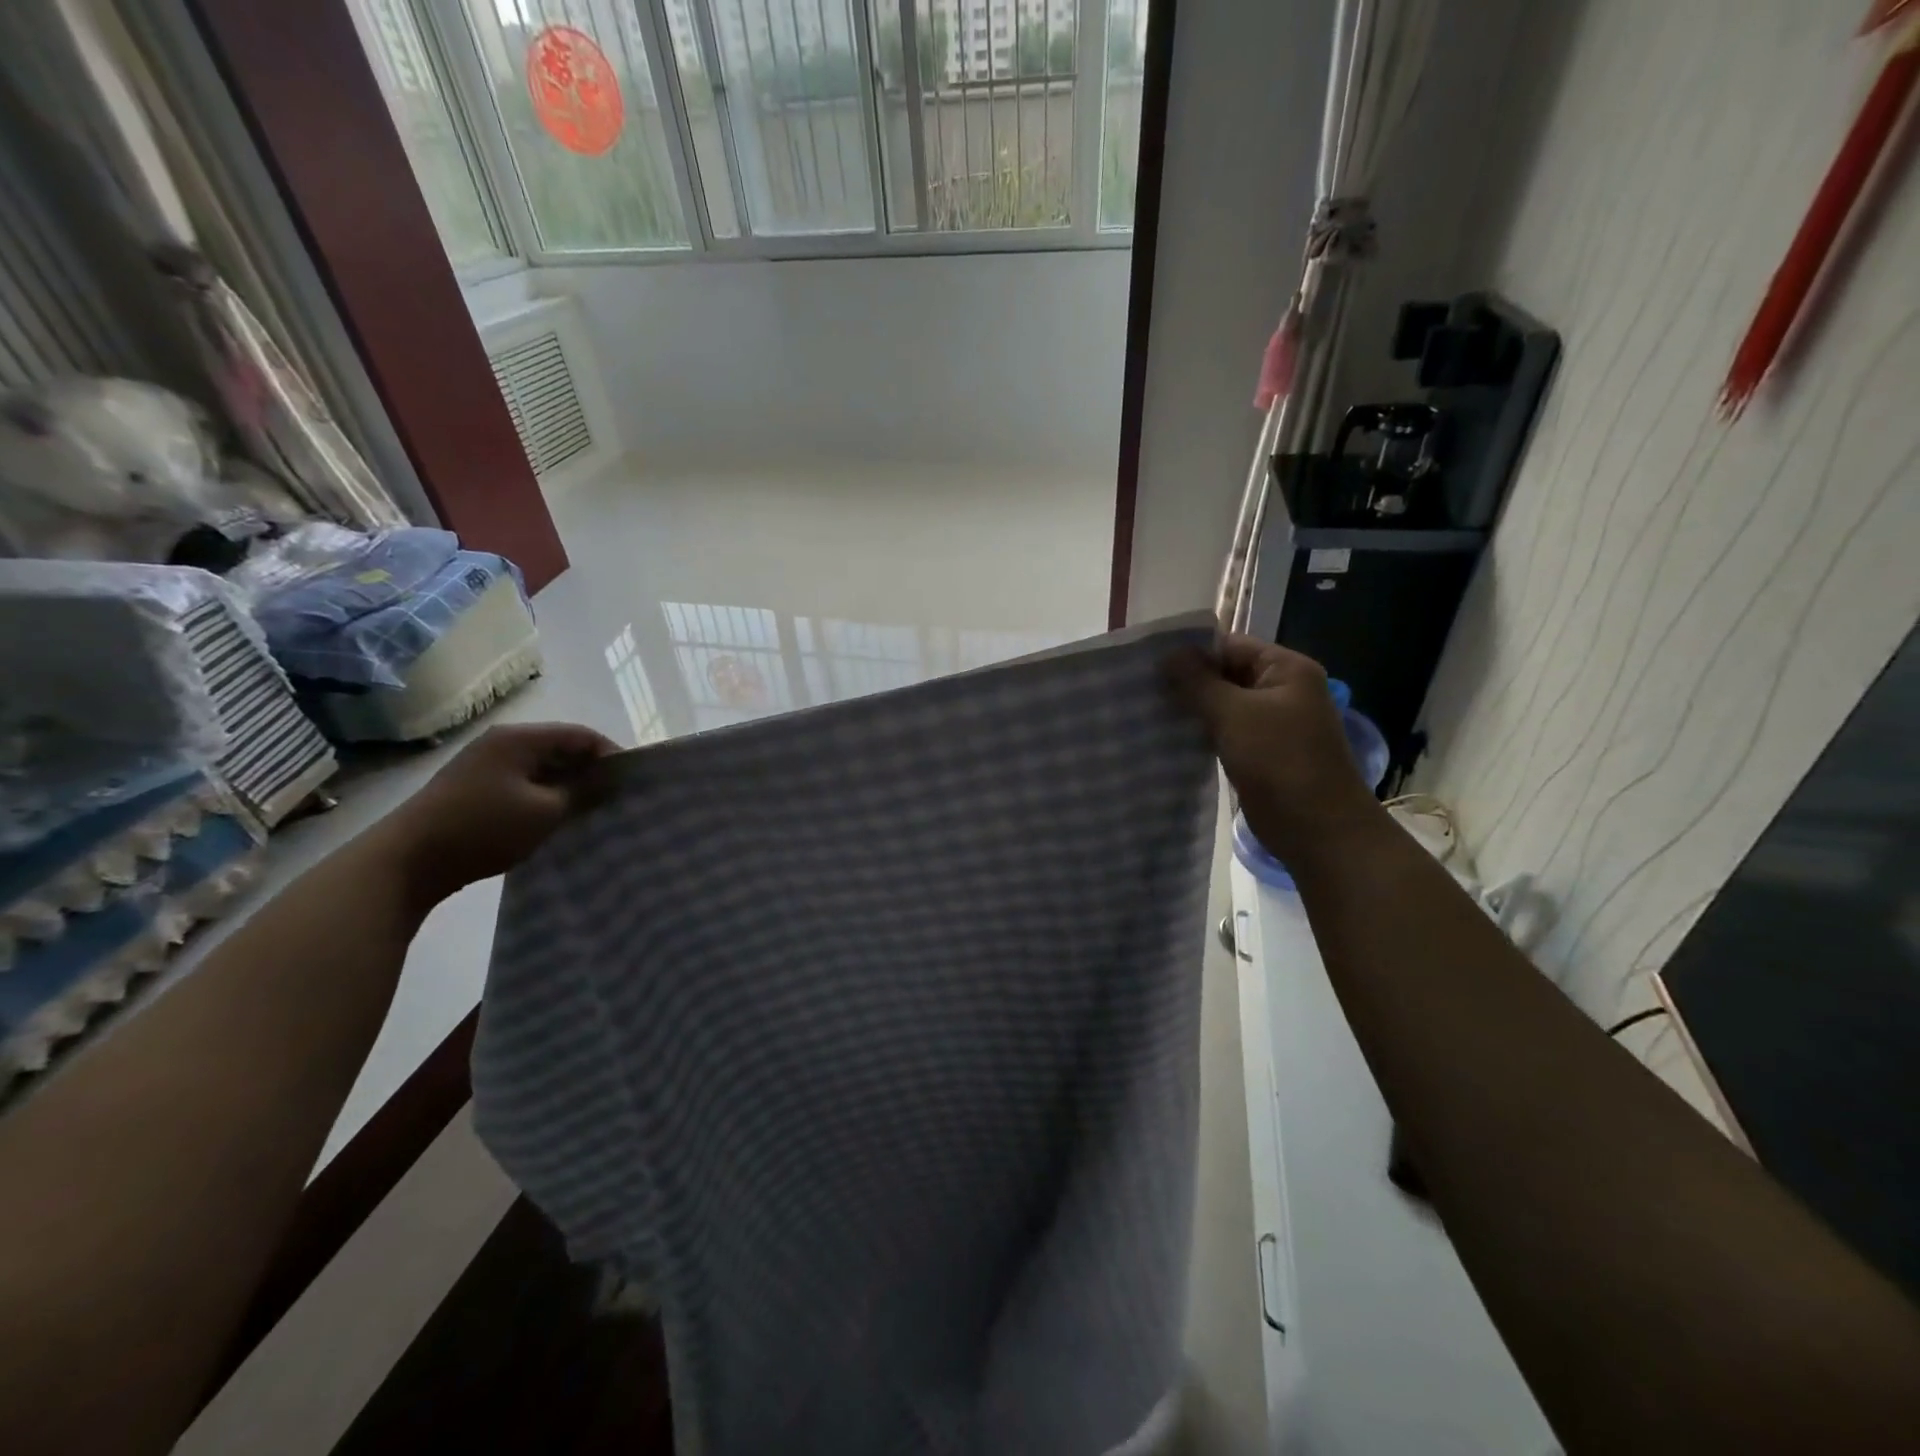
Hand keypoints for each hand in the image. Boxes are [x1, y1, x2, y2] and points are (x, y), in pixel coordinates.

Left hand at [384, 722, 618, 906]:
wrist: (407, 860)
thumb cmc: (484, 828)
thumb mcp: (545, 811)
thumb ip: (583, 790)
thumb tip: (610, 778)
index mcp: (520, 739)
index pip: (581, 735)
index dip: (610, 754)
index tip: (631, 782)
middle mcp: (503, 742)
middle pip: (561, 747)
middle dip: (590, 770)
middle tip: (614, 797)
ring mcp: (485, 764)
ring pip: (542, 766)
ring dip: (568, 784)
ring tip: (590, 810)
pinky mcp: (475, 787)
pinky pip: (524, 781)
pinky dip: (545, 794)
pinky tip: (556, 817)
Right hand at [1168, 635, 1384, 867]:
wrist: (1317, 830)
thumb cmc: (1280, 763)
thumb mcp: (1234, 715)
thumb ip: (1198, 682)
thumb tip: (1167, 654)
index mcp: (1286, 670)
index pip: (1230, 645)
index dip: (1191, 651)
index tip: (1148, 662)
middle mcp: (1281, 690)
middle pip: (1226, 673)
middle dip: (1187, 681)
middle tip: (1140, 687)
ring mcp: (1272, 723)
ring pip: (1223, 705)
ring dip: (1191, 708)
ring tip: (1147, 709)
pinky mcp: (1260, 752)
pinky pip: (1225, 731)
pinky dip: (1200, 731)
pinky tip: (1168, 735)